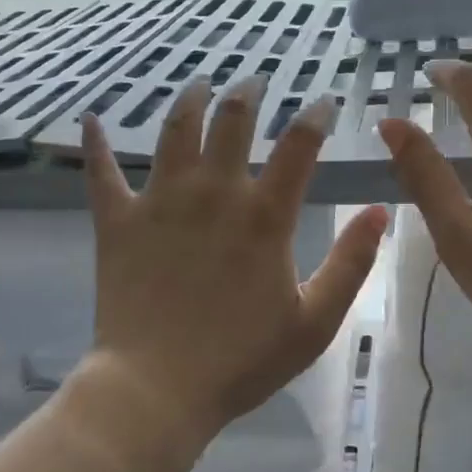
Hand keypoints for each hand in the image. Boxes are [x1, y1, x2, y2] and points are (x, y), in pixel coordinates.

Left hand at [76, 77, 389, 457]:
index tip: (325, 101)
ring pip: (174, 131)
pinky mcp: (117, 221)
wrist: (156, 391)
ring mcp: (160, 202)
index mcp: (263, 216)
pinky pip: (102, 172)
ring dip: (190, 100)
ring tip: (200, 84)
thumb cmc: (241, 361)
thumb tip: (380, 211)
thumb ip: (351, 262)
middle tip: (255, 80)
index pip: (299, 146)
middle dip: (248, 93)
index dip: (316, 116)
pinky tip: (91, 119)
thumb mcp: (315, 322)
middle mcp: (213, 193)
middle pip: (232, 120)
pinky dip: (95, 144)